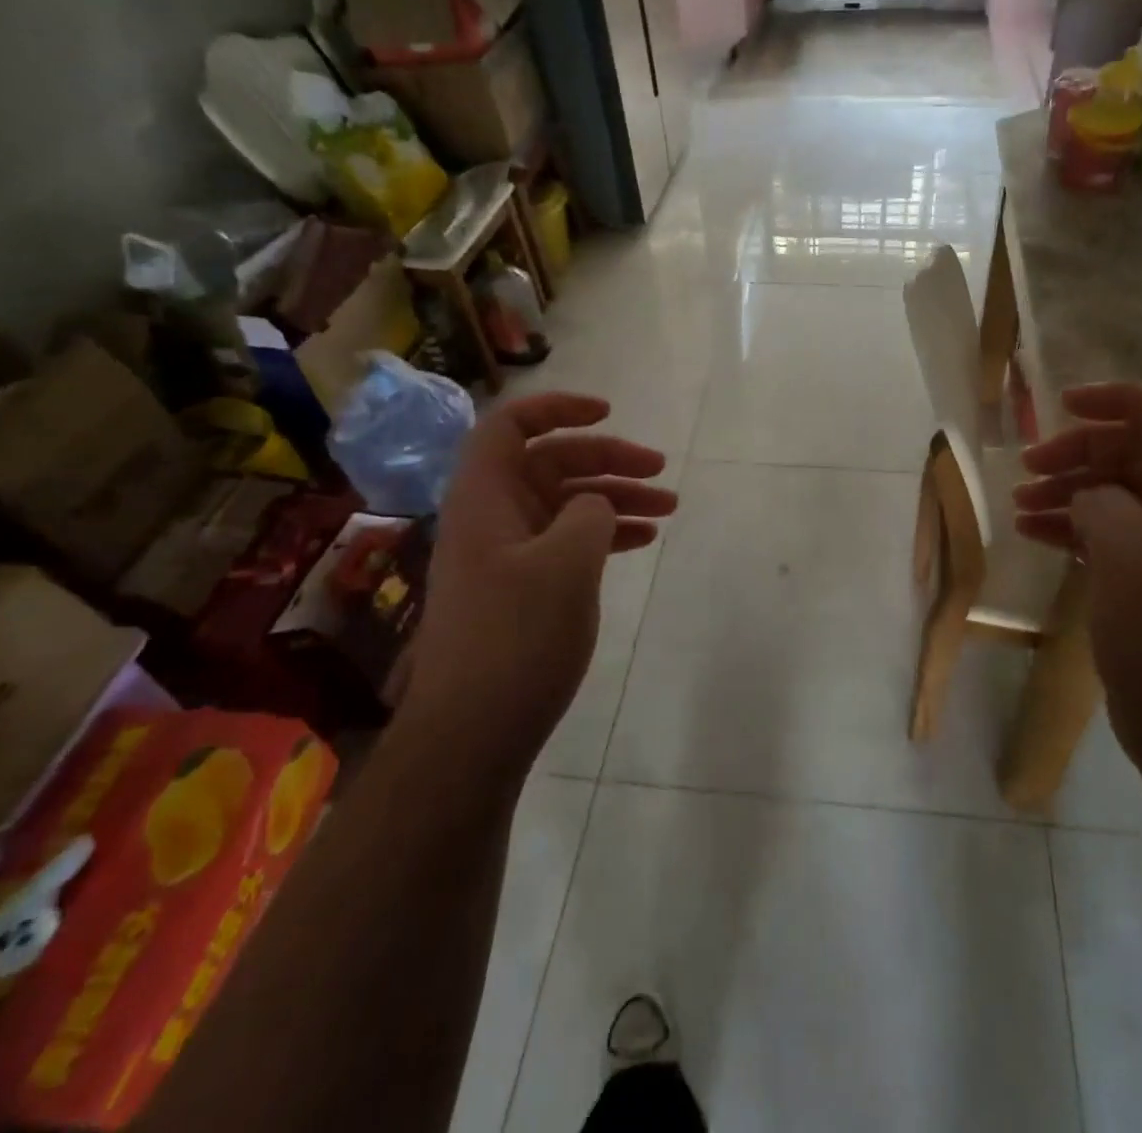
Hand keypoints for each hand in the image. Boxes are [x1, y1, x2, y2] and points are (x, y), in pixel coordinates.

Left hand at [396, 393, 677, 769]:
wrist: (472, 733)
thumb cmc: (515, 638)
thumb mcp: (565, 565)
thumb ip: (589, 514)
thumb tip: (595, 505)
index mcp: (486, 497)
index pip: (512, 425)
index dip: (558, 408)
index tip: (608, 412)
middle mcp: (493, 516)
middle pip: (552, 463)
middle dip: (609, 460)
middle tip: (661, 472)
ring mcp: (508, 553)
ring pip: (567, 504)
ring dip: (616, 499)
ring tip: (669, 509)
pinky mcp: (523, 587)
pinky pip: (568, 541)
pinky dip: (605, 534)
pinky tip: (642, 541)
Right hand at [1013, 384, 1141, 763]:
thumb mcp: (1135, 561)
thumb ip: (1105, 506)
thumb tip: (1087, 495)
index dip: (1121, 401)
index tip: (1065, 406)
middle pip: (1134, 455)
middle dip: (1079, 452)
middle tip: (1028, 467)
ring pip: (1115, 495)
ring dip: (1067, 490)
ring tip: (1019, 504)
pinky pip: (1105, 534)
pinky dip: (1069, 526)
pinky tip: (1032, 533)